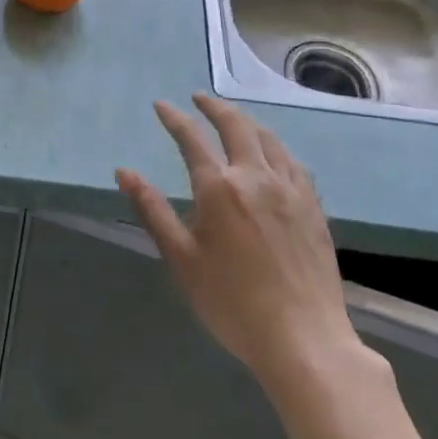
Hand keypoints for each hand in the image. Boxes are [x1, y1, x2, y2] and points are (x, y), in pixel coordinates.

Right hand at [116, 95, 368, 399]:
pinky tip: (273, 154)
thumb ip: (152, 210)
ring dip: (246, 121)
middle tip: (199, 99)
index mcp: (218, 188)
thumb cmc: (232, 303)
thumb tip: (124, 172)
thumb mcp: (181, 259)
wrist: (303, 339)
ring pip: (268, 138)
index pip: (191, 139)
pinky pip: (293, 163)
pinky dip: (275, 147)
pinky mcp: (313, 207)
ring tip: (233, 117)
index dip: (174, 118)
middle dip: (214, 107)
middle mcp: (255, 176)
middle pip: (235, 126)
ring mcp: (289, 190)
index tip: (161, 105)